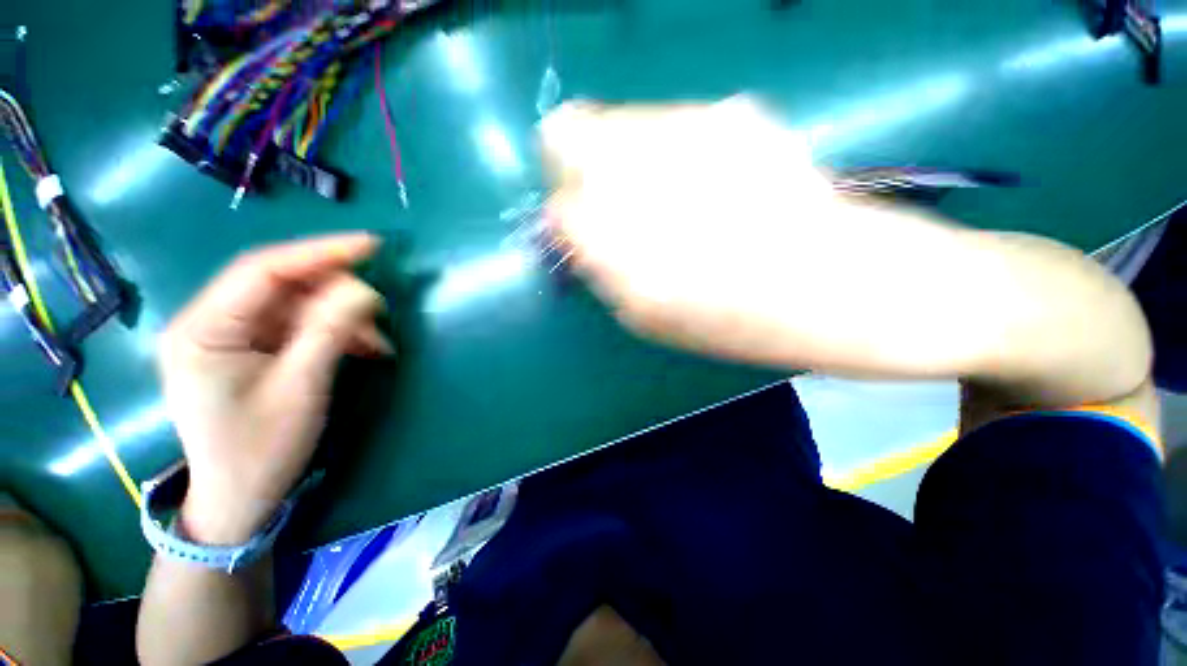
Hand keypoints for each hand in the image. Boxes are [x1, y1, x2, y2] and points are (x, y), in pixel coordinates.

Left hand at [159, 234, 390, 544]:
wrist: (241, 498)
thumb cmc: (261, 449)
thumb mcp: (301, 388)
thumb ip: (330, 332)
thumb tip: (365, 290)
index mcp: (204, 330)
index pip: (263, 270)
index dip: (320, 252)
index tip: (371, 245)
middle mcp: (212, 323)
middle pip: (282, 285)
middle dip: (337, 292)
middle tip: (379, 308)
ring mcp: (232, 336)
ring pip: (298, 304)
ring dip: (343, 317)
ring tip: (377, 341)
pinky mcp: (253, 349)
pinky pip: (301, 325)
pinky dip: (336, 331)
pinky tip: (364, 348)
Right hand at [542, 98, 856, 366]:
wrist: (831, 283)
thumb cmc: (728, 319)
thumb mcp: (644, 315)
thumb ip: (600, 268)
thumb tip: (573, 232)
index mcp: (611, 233)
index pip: (556, 202)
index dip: (565, 216)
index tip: (581, 229)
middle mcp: (634, 166)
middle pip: (568, 131)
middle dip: (577, 166)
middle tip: (608, 199)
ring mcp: (684, 126)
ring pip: (619, 120)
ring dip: (625, 155)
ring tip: (668, 196)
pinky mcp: (729, 112)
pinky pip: (671, 122)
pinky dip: (671, 149)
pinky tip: (706, 182)